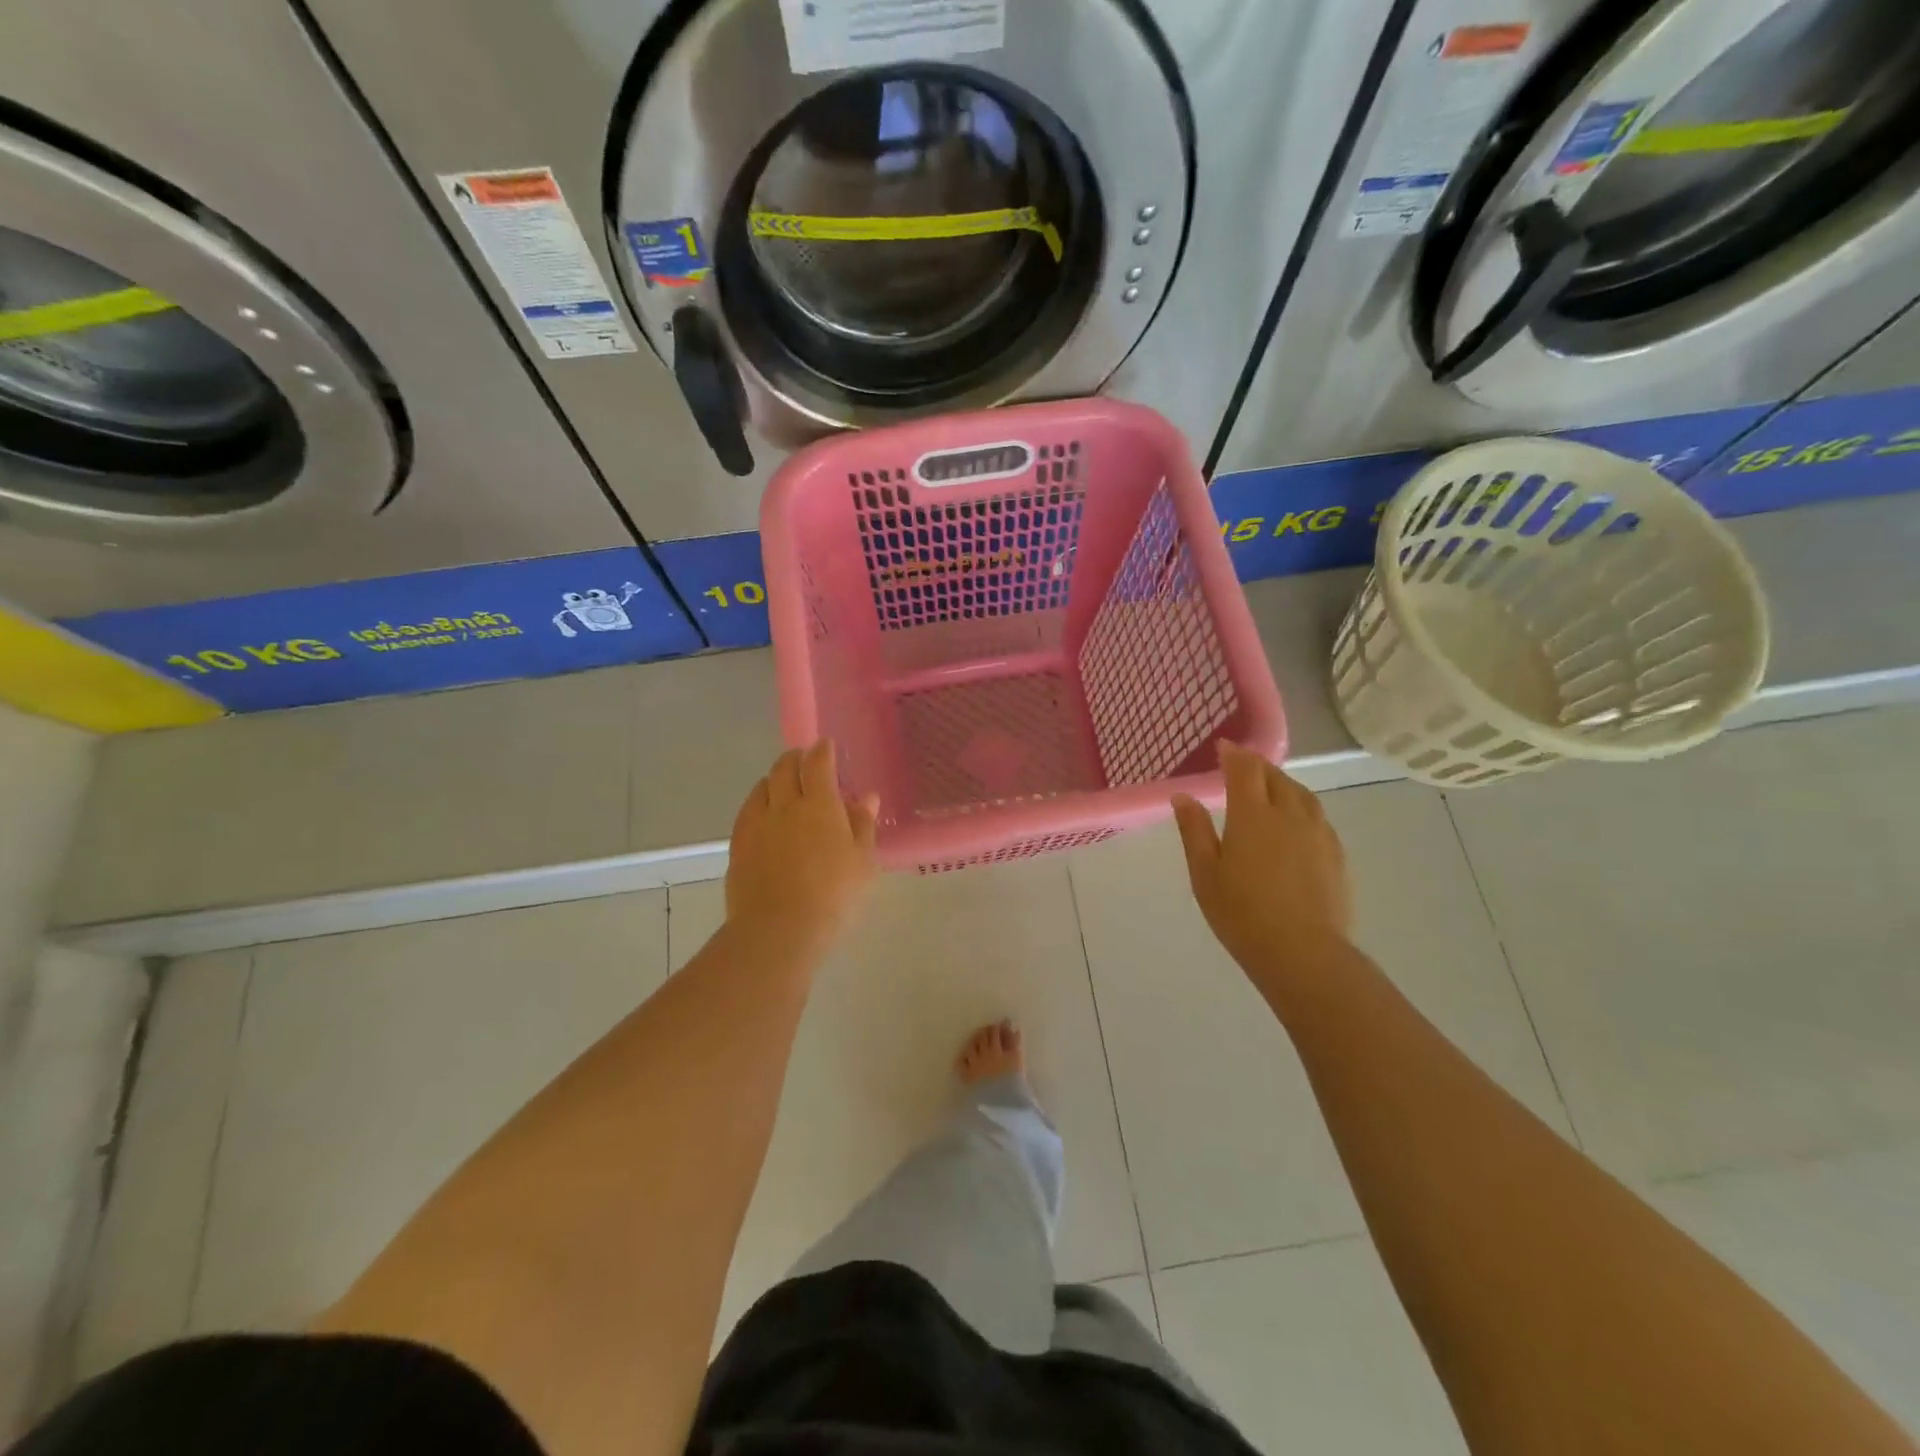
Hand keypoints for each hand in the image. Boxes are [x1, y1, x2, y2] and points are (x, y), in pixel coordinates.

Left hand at [727, 740, 879, 952]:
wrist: (778, 930)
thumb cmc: (833, 896)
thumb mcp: (862, 862)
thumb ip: (862, 826)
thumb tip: (865, 798)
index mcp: (820, 805)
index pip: (818, 764)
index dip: (822, 750)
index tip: (826, 744)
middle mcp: (784, 805)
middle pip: (784, 769)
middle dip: (795, 759)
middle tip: (803, 760)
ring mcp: (757, 825)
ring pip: (762, 788)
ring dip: (774, 779)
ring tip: (782, 785)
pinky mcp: (738, 846)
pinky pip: (747, 812)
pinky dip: (757, 803)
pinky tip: (763, 815)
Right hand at [1172, 741, 1351, 983]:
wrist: (1302, 953)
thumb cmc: (1241, 913)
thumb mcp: (1204, 873)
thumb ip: (1194, 830)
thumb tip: (1183, 796)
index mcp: (1252, 815)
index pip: (1245, 770)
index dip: (1234, 754)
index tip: (1223, 747)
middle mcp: (1289, 814)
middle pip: (1276, 777)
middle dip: (1257, 766)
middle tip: (1242, 767)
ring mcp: (1317, 834)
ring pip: (1302, 794)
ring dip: (1283, 783)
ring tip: (1271, 788)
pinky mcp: (1336, 855)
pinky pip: (1318, 817)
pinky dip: (1302, 807)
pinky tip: (1297, 822)